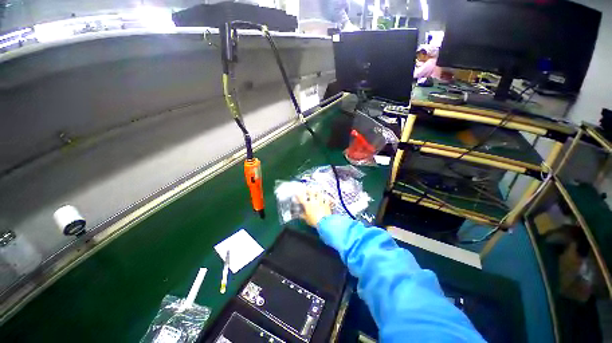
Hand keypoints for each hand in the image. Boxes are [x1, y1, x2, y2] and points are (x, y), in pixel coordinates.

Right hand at [296, 188, 331, 227]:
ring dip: (317, 192)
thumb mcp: (307, 219)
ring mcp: (320, 202)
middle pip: (310, 193)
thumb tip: (301, 215)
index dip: (298, 195)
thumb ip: (303, 216)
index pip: (301, 198)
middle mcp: (313, 202)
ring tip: (316, 190)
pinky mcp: (326, 204)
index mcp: (307, 205)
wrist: (324, 222)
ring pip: (318, 194)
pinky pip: (326, 199)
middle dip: (308, 190)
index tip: (297, 193)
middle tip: (307, 188)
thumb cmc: (314, 221)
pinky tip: (325, 197)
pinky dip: (325, 198)